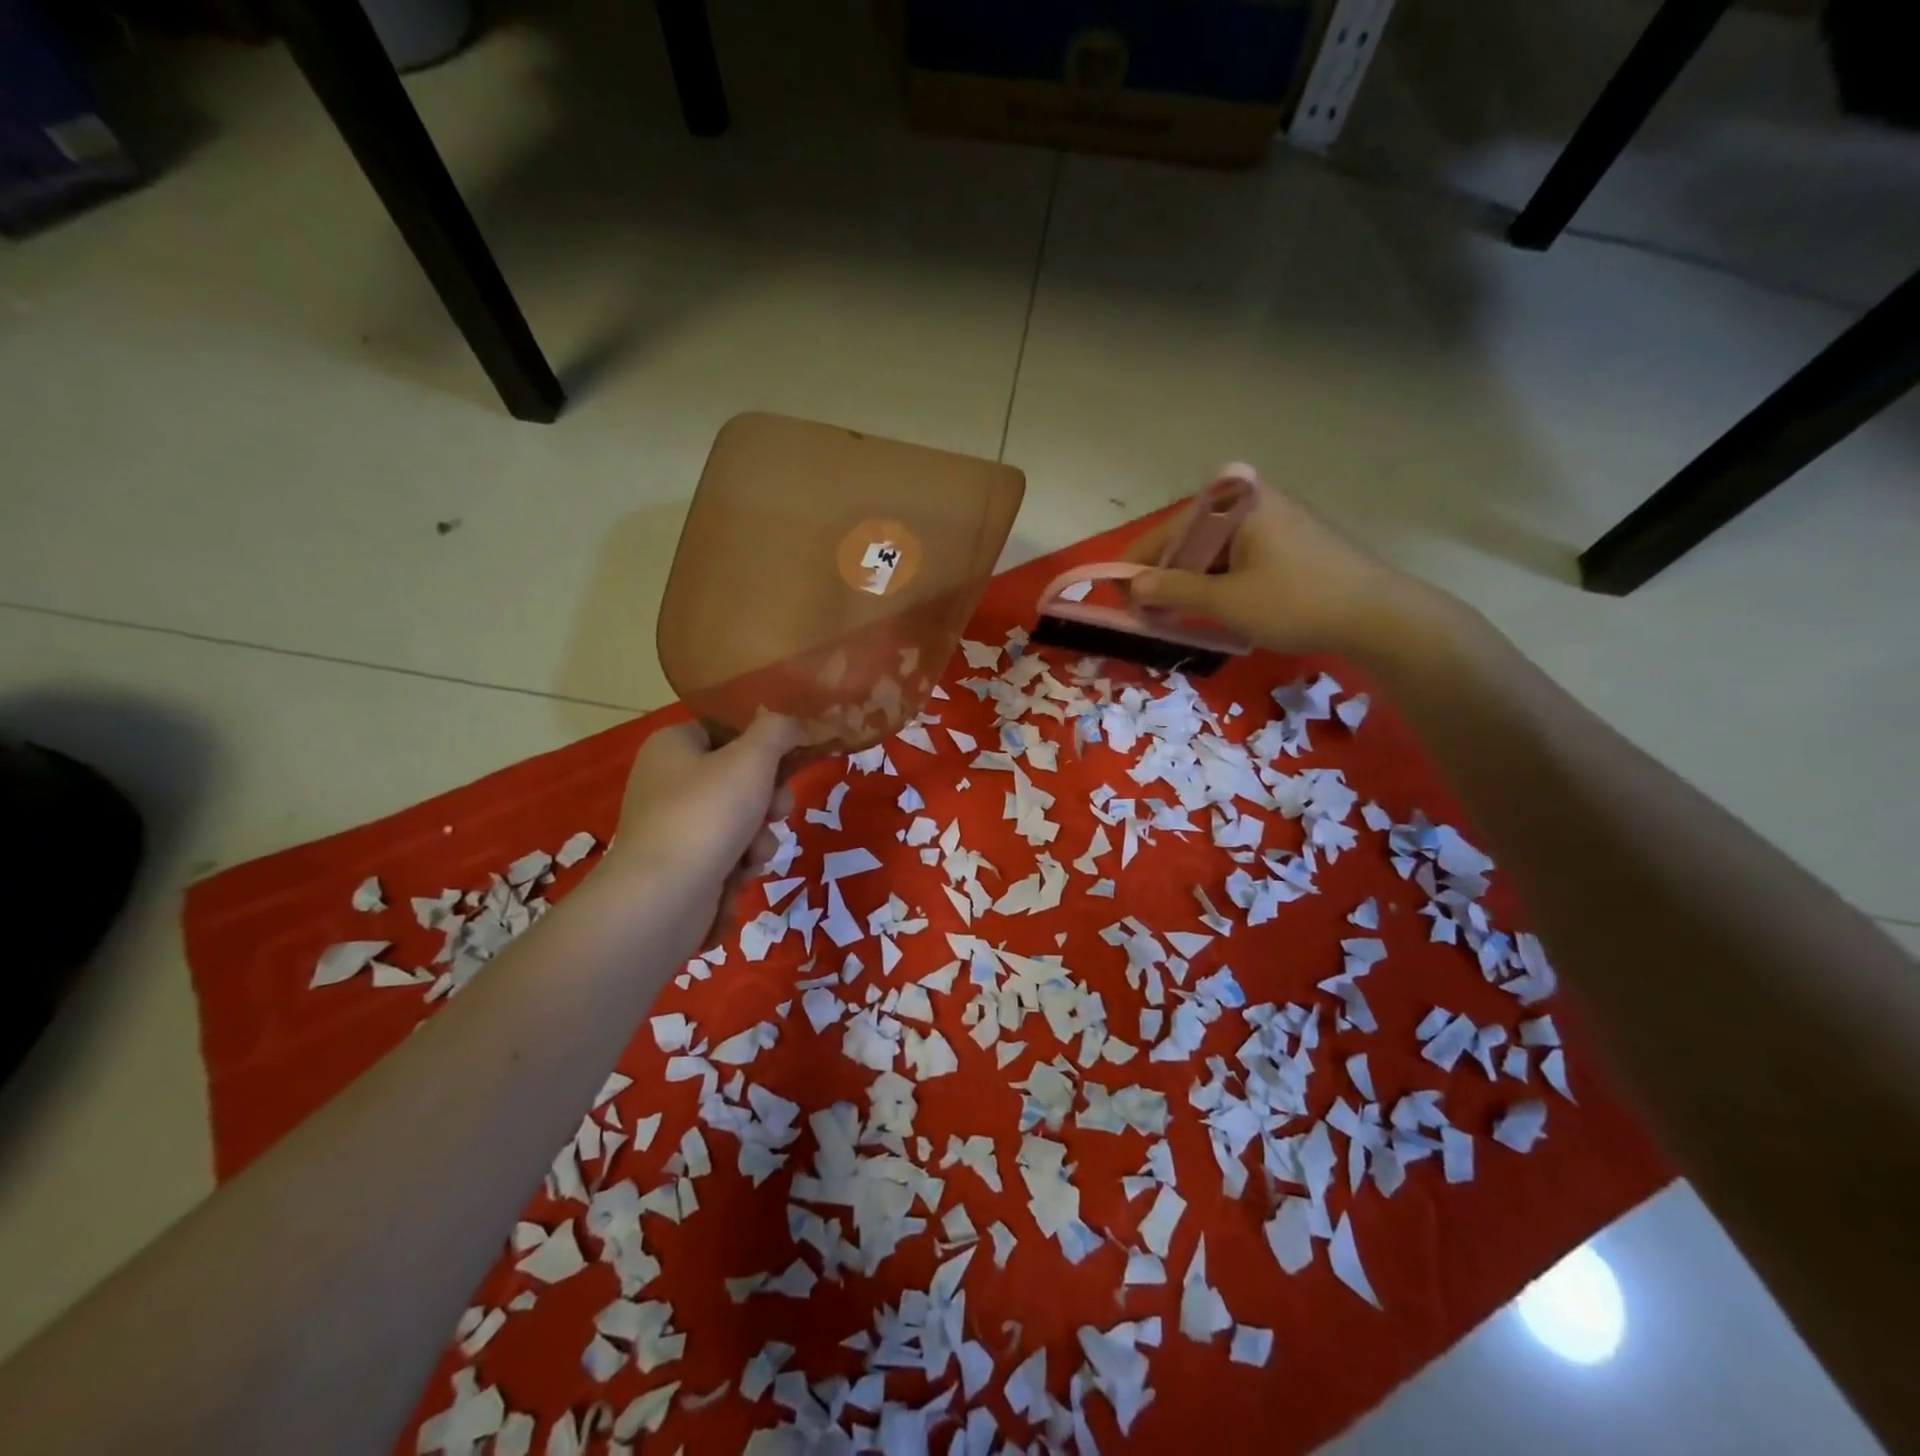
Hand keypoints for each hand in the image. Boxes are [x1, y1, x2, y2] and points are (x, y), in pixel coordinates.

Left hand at [609, 712, 800, 944]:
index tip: (789, 763)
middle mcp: (667, 781)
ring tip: (754, 854)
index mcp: (673, 745)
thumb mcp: (753, 759)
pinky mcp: (680, 866)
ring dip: (759, 838)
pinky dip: (739, 864)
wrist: (662, 899)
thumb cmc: (706, 815)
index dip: (762, 747)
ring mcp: (673, 826)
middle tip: (776, 812)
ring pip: (740, 821)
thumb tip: (792, 723)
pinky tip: (739, 876)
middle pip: (739, 779)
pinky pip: (726, 854)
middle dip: (768, 801)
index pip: (727, 731)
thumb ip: (778, 730)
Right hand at [1123, 480, 1444, 661]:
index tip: (1119, 595)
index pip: (1169, 531)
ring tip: (1177, 615)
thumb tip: (1131, 586)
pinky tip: (1215, 606)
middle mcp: (1254, 499)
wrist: (1379, 616)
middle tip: (1148, 611)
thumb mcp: (1226, 601)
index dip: (1139, 566)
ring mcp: (1277, 518)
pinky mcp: (1292, 539)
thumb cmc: (1296, 603)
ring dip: (1193, 581)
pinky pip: (1240, 555)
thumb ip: (1173, 590)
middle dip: (1166, 575)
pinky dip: (1221, 580)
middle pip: (1191, 538)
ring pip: (1215, 550)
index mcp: (1236, 503)